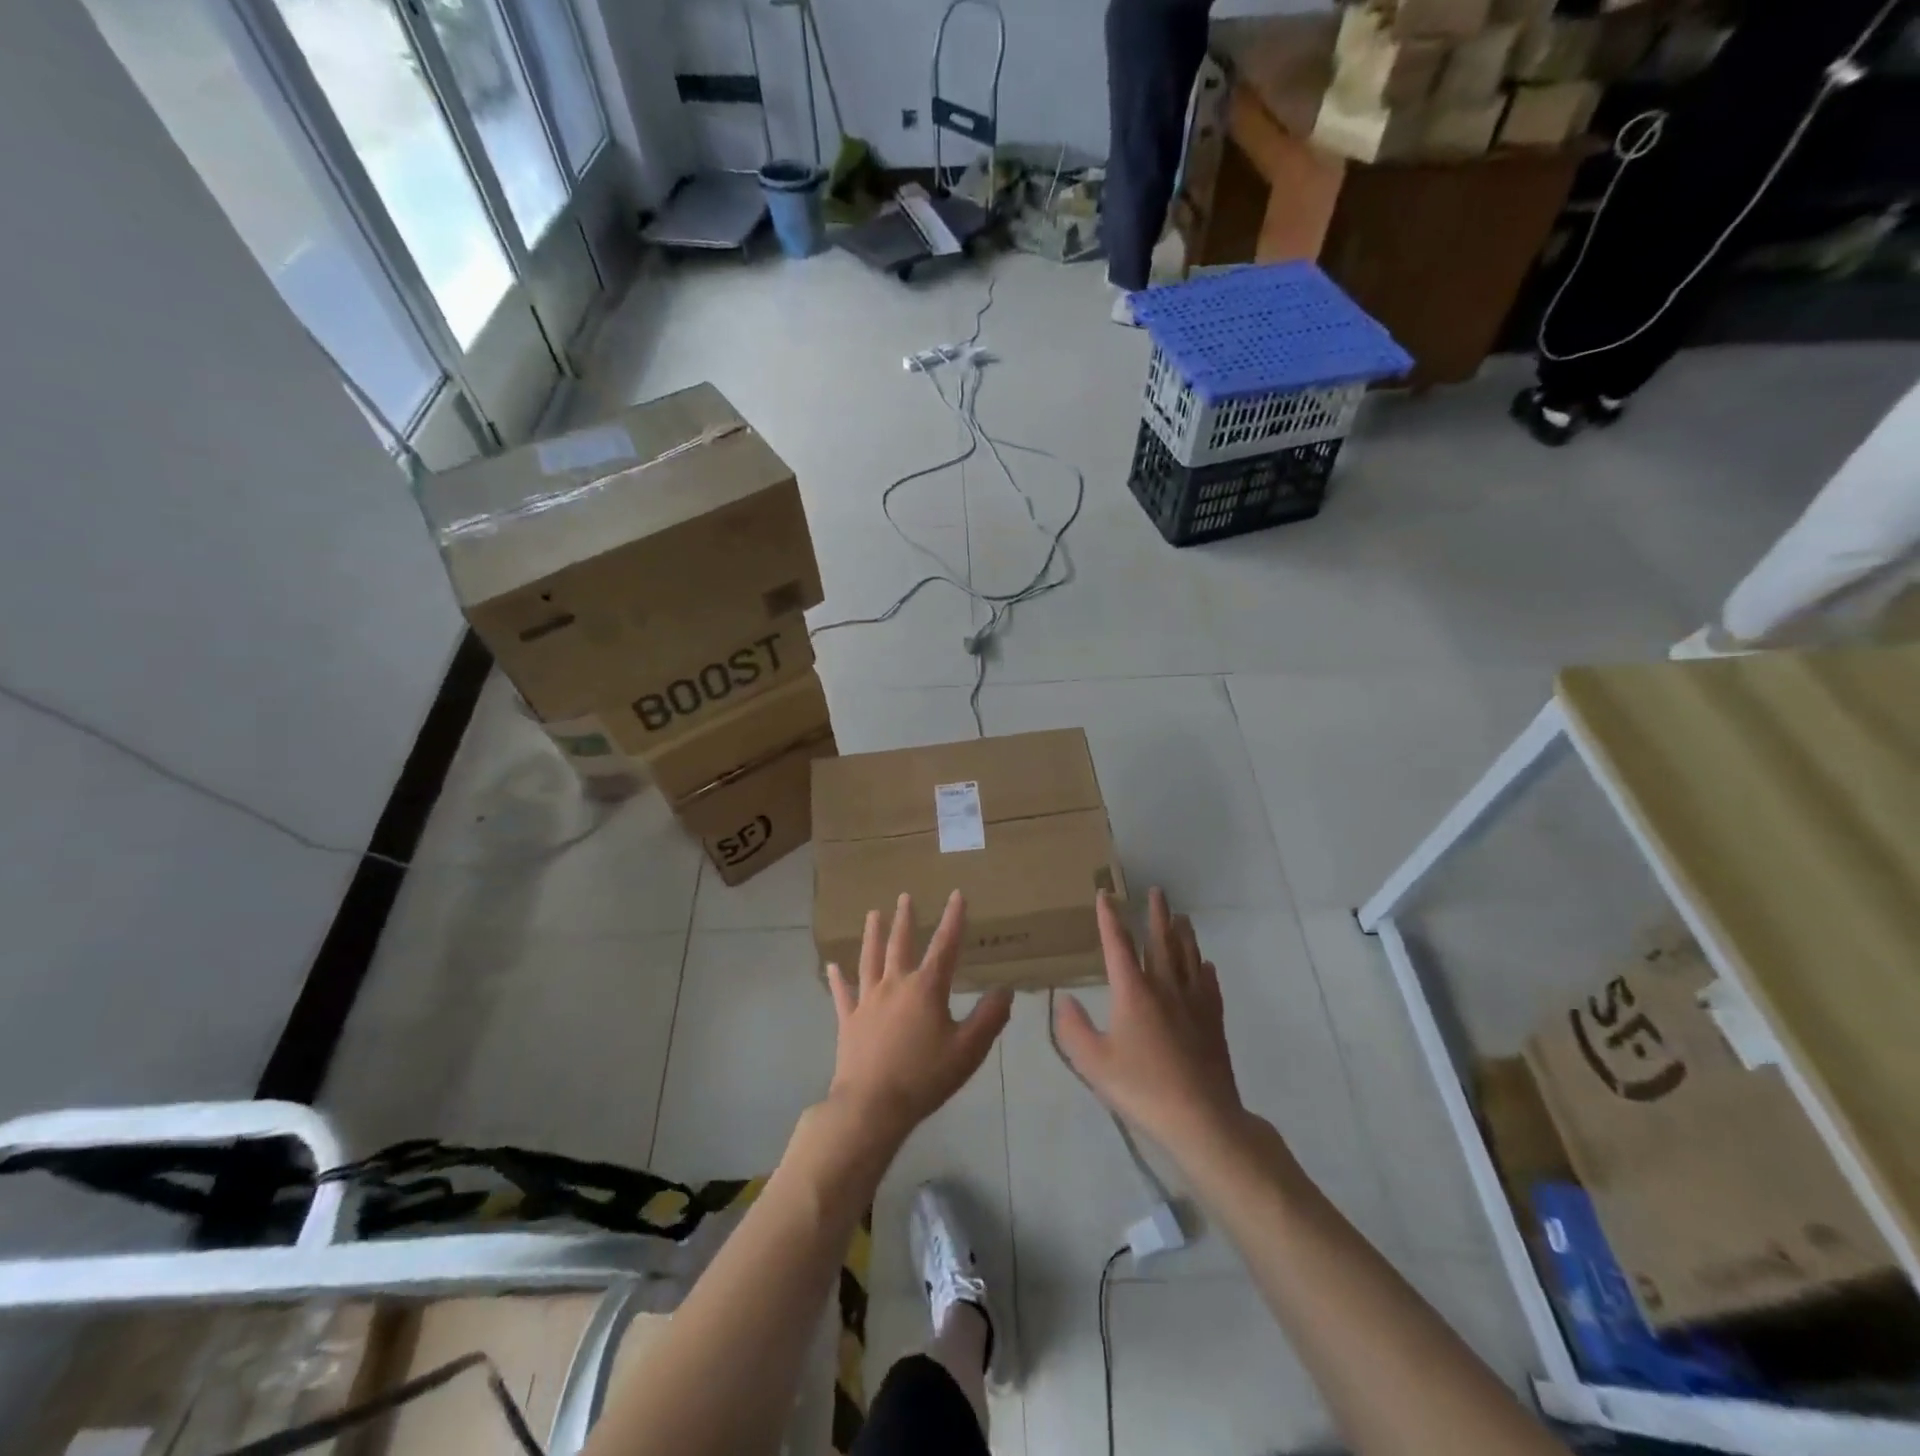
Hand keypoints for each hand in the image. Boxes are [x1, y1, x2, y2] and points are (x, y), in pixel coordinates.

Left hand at [826, 892, 1012, 1144]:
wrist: (872, 1106)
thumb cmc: (924, 1077)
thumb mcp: (968, 1050)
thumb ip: (989, 1017)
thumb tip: (1005, 989)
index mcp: (926, 988)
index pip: (944, 945)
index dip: (953, 919)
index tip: (957, 894)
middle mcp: (894, 984)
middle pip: (900, 944)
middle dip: (905, 919)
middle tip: (904, 897)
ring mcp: (867, 1000)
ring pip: (870, 959)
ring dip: (872, 935)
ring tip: (873, 914)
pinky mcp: (848, 1020)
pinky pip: (842, 993)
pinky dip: (838, 978)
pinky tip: (832, 966)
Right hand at [1053, 888, 1246, 1148]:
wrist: (1202, 1118)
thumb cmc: (1142, 1088)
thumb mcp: (1093, 1063)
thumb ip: (1073, 1028)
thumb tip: (1063, 998)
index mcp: (1133, 991)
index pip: (1118, 944)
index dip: (1110, 917)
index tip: (1105, 894)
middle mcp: (1165, 987)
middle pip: (1161, 941)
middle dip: (1156, 914)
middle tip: (1156, 891)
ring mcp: (1194, 1003)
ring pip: (1189, 957)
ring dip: (1183, 934)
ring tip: (1182, 916)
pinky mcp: (1213, 1022)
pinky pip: (1209, 986)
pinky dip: (1205, 969)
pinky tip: (1206, 966)